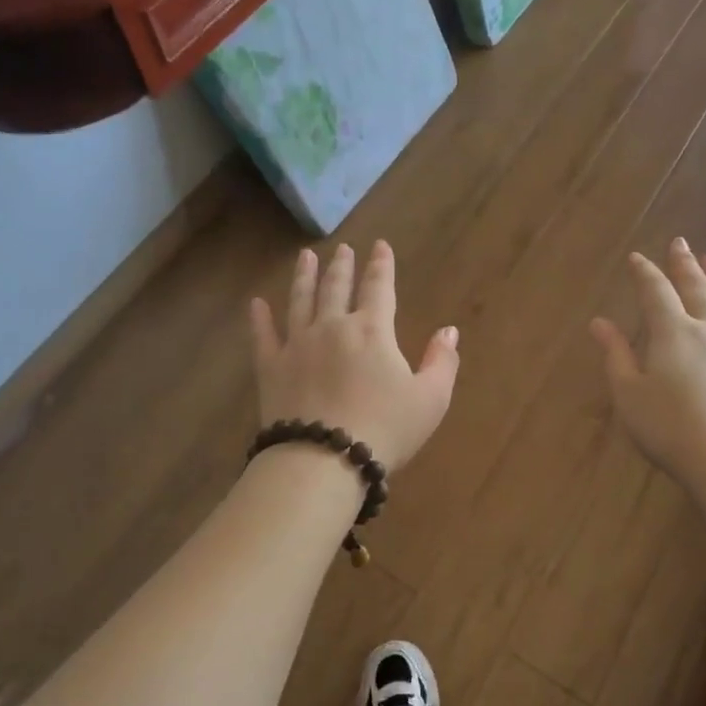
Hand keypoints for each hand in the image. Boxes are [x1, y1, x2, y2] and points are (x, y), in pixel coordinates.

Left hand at [250, 241, 459, 471]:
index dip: (381, 265)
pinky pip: (263, 336)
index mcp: (372, 330)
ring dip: (304, 276)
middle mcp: (332, 327)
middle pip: (336, 287)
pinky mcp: (271, 368)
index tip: (380, 245)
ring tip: (305, 256)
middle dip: (342, 265)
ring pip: (300, 301)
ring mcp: (297, 345)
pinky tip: (256, 303)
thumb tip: (449, 330)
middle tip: (342, 248)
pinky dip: (259, 318)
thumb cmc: (385, 430)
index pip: (379, 287)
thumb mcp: (430, 399)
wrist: (323, 460)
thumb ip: (442, 361)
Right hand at [590, 239, 705, 489]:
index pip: (655, 292)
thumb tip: (599, 322)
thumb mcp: (629, 394)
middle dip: (685, 264)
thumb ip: (616, 354)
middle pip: (695, 289)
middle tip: (681, 241)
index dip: (645, 273)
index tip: (636, 257)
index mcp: (672, 333)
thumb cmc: (668, 428)